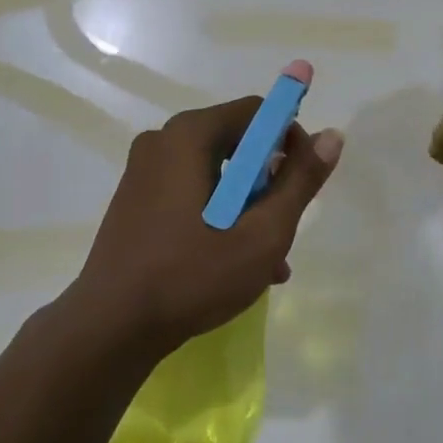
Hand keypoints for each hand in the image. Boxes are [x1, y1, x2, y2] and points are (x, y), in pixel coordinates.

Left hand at [69, 87, 343, 355]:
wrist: (108, 329)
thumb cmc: (191, 276)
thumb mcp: (261, 234)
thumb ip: (300, 182)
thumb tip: (333, 136)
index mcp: (190, 134)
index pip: (256, 112)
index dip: (290, 139)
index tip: (303, 182)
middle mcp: (163, 140)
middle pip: (236, 142)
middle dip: (268, 181)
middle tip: (284, 226)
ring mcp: (144, 171)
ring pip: (215, 173)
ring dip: (247, 206)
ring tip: (269, 259)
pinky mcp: (135, 200)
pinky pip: (190, 192)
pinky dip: (218, 215)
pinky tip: (236, 263)